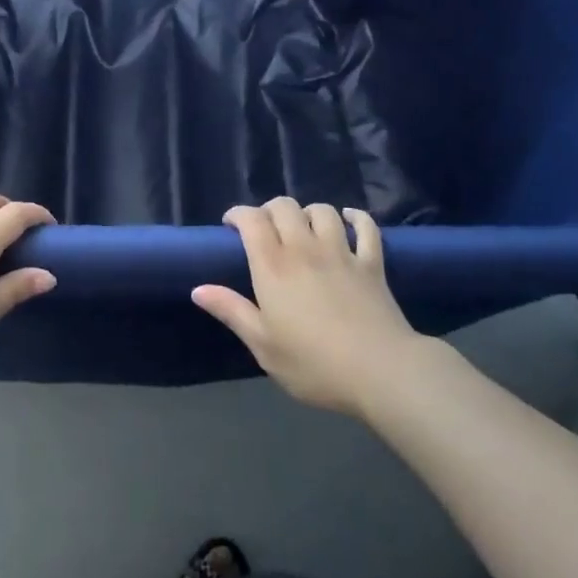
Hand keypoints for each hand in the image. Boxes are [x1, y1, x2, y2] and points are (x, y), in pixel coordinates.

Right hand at [192, 198, 423, 417]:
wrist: (380, 370)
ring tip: (303, 227)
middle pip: (285, 207)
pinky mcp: (371, 263)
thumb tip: (198, 289)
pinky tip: (350, 220)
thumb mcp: (263, 345)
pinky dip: (357, 218)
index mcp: (274, 266)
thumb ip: (232, 311)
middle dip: (270, 210)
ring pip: (322, 211)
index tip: (231, 225)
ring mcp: (341, 252)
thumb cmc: (314, 363)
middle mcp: (305, 248)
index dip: (238, 214)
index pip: (251, 220)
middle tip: (265, 230)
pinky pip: (366, 228)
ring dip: (308, 212)